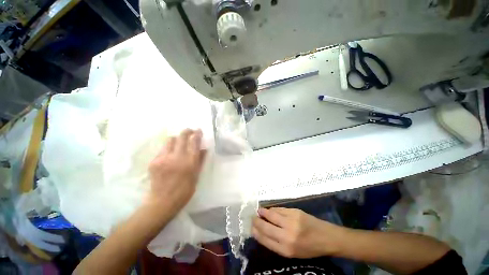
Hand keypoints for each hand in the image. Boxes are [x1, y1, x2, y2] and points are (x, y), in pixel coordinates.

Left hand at [147, 129, 206, 216]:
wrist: (162, 202)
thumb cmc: (185, 190)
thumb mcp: (196, 175)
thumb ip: (200, 160)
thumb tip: (204, 148)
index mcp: (189, 162)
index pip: (194, 141)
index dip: (197, 133)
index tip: (198, 130)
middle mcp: (177, 157)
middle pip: (181, 136)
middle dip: (186, 131)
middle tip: (190, 131)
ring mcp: (163, 158)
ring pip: (170, 140)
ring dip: (177, 139)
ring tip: (179, 143)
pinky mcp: (154, 161)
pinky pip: (163, 149)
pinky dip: (169, 148)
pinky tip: (170, 155)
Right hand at [252, 208, 344, 257]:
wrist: (326, 237)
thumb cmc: (309, 248)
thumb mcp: (292, 253)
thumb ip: (277, 243)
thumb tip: (262, 232)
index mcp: (286, 249)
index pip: (265, 239)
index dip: (256, 232)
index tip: (251, 228)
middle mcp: (287, 236)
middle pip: (265, 226)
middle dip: (256, 221)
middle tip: (252, 218)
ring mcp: (291, 222)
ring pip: (271, 214)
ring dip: (263, 212)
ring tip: (258, 211)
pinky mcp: (295, 212)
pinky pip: (279, 209)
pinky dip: (272, 209)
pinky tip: (270, 210)